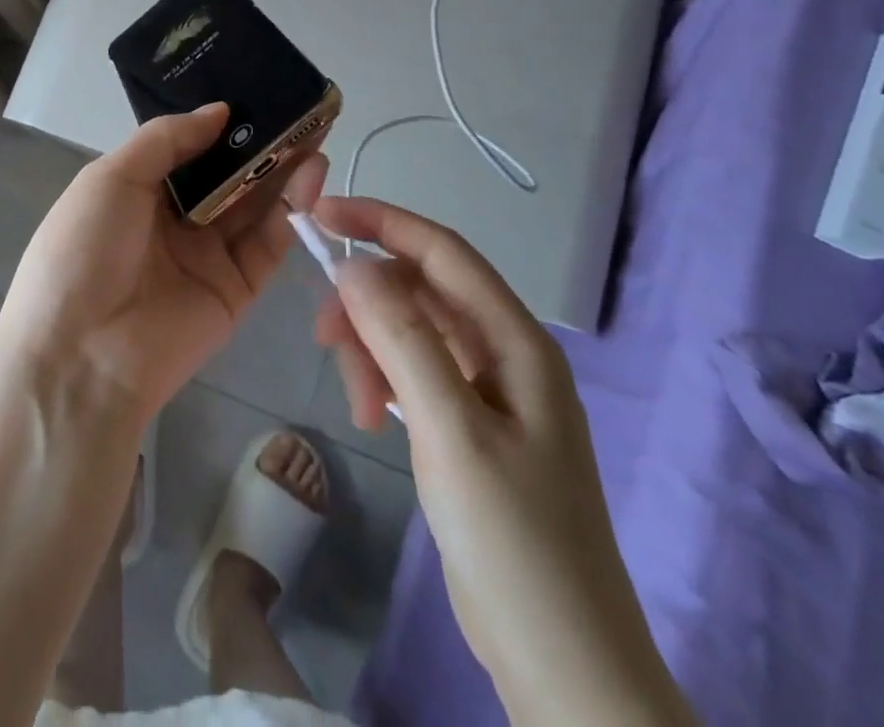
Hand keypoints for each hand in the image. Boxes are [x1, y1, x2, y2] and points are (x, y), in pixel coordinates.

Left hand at [0, 104, 327, 420]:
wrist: (82, 355)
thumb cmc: (84, 250)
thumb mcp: (111, 178)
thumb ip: (166, 139)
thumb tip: (219, 110)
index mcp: (138, 192)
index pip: (188, 150)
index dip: (221, 124)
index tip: (256, 93)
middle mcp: (176, 221)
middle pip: (227, 176)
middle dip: (260, 145)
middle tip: (300, 110)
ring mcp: (208, 256)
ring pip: (254, 206)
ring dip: (283, 171)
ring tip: (314, 134)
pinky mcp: (236, 290)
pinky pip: (268, 244)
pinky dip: (291, 211)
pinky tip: (309, 176)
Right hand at [312, 197, 692, 726]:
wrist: (564, 667)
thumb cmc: (513, 541)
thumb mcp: (450, 430)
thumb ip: (402, 338)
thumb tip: (353, 265)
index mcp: (516, 340)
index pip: (441, 249)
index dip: (379, 221)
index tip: (319, 215)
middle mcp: (505, 352)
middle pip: (420, 289)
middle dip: (366, 302)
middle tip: (323, 339)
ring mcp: (489, 390)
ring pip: (411, 330)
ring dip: (371, 349)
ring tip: (356, 405)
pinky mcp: (471, 424)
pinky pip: (415, 371)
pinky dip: (384, 380)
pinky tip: (371, 416)